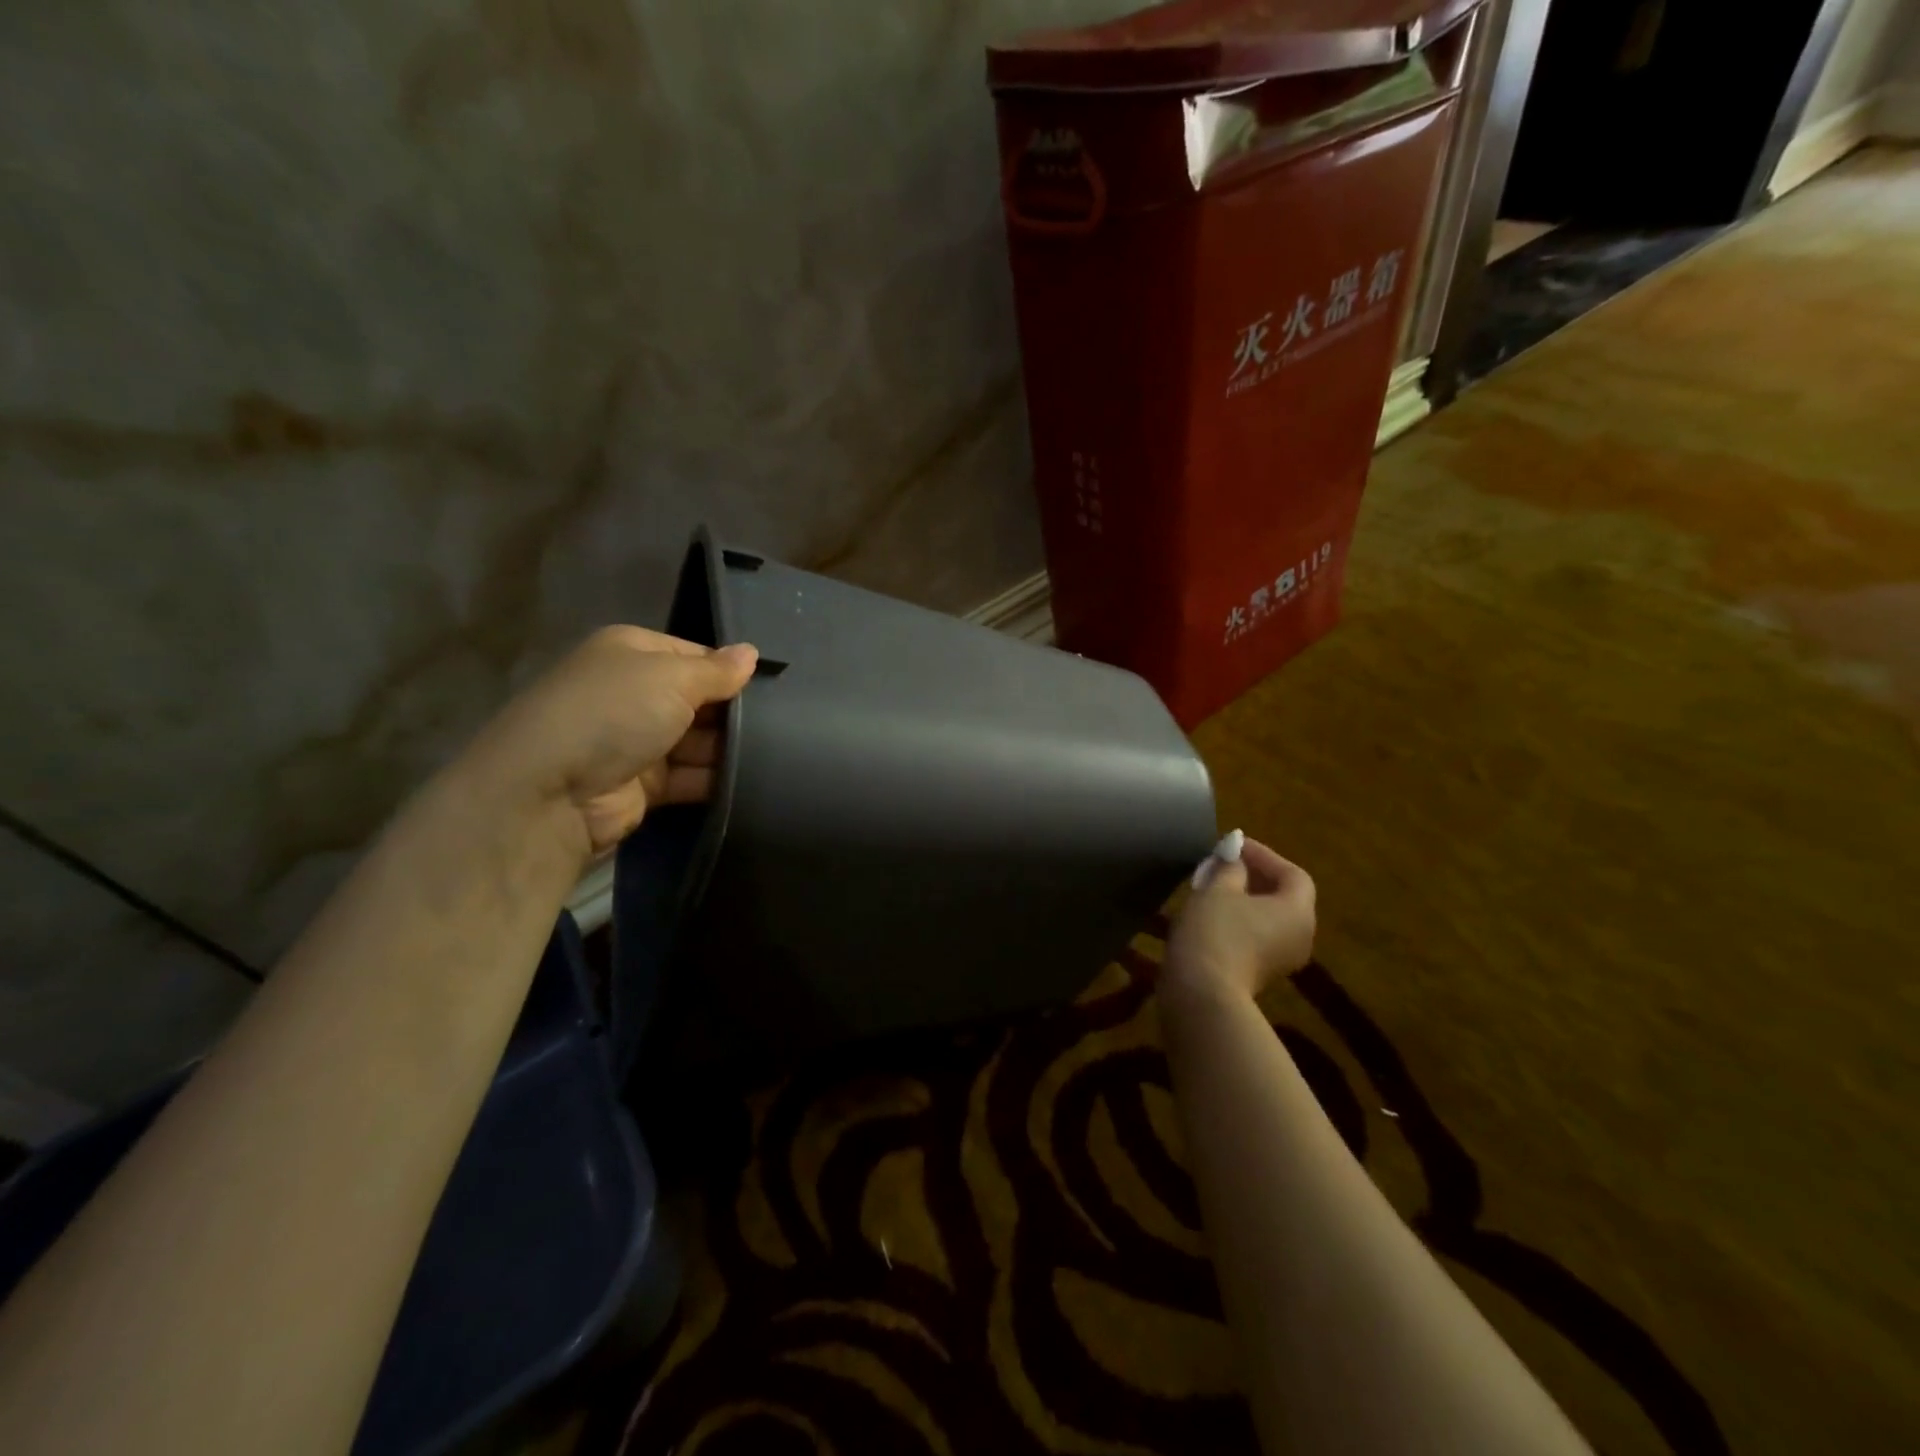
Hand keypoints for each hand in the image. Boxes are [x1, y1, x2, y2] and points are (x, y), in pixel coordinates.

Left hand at [460, 626, 758, 868]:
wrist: (550, 792)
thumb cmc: (613, 714)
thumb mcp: (672, 678)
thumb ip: (717, 670)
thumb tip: (752, 653)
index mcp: (632, 653)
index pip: (694, 655)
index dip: (730, 670)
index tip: (771, 687)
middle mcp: (633, 692)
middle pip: (698, 699)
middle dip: (733, 712)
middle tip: (784, 723)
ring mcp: (637, 741)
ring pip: (698, 741)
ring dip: (729, 749)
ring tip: (779, 753)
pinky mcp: (643, 785)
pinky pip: (690, 777)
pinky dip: (716, 780)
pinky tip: (753, 781)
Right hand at [1163, 837, 1316, 1006]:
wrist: (1201, 991)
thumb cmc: (1215, 930)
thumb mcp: (1219, 888)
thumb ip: (1231, 867)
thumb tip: (1235, 858)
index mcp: (1297, 911)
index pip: (1293, 874)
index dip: (1264, 855)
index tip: (1233, 845)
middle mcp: (1300, 936)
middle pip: (1284, 896)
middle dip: (1254, 875)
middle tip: (1223, 862)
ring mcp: (1282, 959)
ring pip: (1268, 917)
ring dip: (1244, 897)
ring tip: (1214, 884)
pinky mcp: (1261, 973)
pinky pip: (1257, 935)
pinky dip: (1239, 919)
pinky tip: (1211, 912)